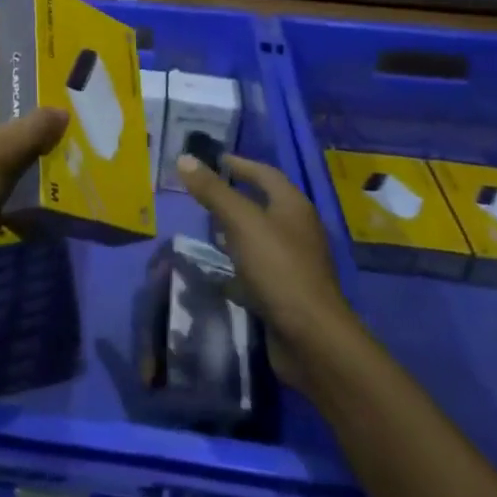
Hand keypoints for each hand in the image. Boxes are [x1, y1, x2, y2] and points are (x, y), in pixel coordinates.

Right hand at [177, 152, 348, 389]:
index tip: (213, 160)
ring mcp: (294, 263)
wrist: (311, 339)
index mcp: (293, 206)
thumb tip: (184, 158)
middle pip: (264, 204)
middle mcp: (298, 230)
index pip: (265, 173)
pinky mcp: (287, 291)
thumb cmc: (278, 269)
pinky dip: (239, 262)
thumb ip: (214, 191)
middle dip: (235, 196)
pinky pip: (258, 267)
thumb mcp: (241, 223)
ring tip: (207, 227)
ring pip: (260, 236)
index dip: (239, 164)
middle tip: (203, 192)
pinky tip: (219, 269)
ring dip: (235, 230)